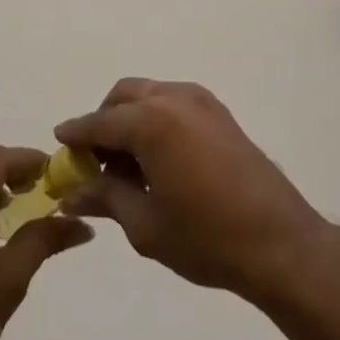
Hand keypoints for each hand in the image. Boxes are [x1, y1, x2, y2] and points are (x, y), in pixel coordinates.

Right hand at [55, 80, 331, 304]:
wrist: (280, 244)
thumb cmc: (206, 238)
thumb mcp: (145, 225)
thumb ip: (105, 198)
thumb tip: (71, 194)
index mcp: (150, 120)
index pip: (99, 122)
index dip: (76, 135)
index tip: (59, 143)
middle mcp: (173, 98)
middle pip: (122, 97)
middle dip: (103, 122)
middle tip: (95, 161)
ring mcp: (200, 101)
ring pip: (148, 95)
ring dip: (130, 119)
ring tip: (128, 165)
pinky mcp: (219, 112)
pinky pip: (172, 103)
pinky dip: (155, 119)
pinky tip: (158, 159)